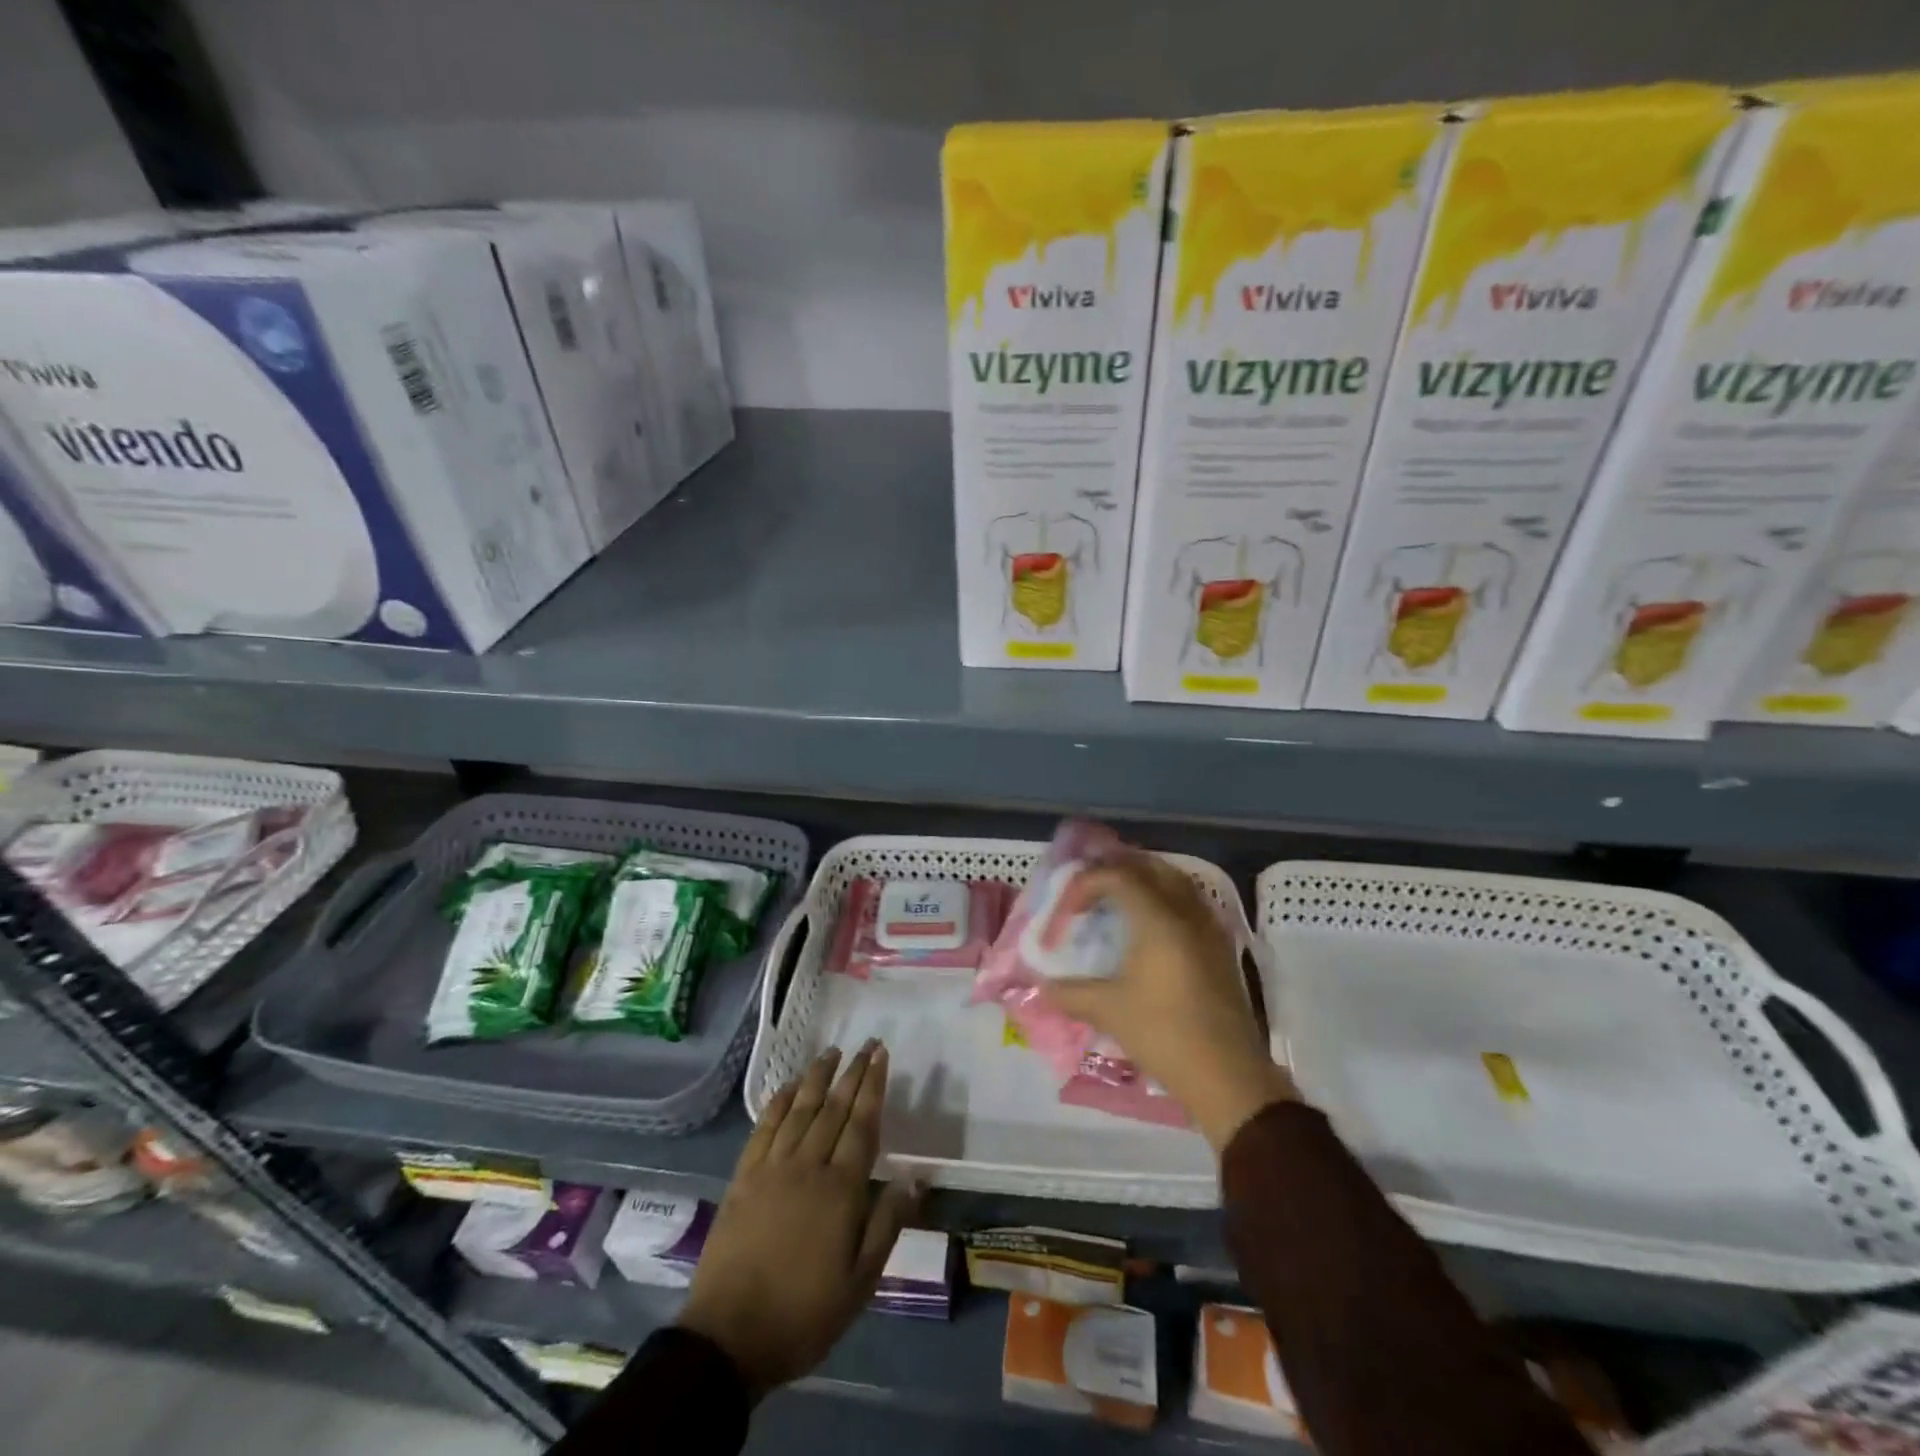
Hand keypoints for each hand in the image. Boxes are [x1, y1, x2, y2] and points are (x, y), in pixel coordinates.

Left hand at [677, 1041, 915, 1398]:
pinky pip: (764, 1128)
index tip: (882, 1055)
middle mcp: (808, 1166)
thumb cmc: (803, 1314)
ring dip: (817, 1077)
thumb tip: (913, 1178)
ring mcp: (772, 1168)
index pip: (862, 1124)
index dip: (873, 1086)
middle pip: (834, 1108)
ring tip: (831, 1052)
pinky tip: (788, 1087)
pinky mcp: (743, 1178)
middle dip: (853, 1072)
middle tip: (867, 1044)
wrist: (729, 1339)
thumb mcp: (859, 1283)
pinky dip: (778, 1102)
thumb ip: (887, 1225)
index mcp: (841, 1190)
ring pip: (800, 1110)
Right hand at [1041, 852, 1296, 1149]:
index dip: (1086, 883)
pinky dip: (1166, 900)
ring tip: (1118, 899)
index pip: (1118, 876)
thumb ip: (1071, 992)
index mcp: (1158, 918)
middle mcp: (1186, 913)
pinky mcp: (1222, 949)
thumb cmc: (1164, 1034)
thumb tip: (1042, 986)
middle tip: (1091, 886)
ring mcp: (1210, 929)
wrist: (1228, 1076)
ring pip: (1177, 882)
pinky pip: (1191, 904)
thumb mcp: (1109, 1011)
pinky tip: (1151, 927)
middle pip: (1152, 867)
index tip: (1068, 910)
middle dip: (1118, 868)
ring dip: (1146, 880)